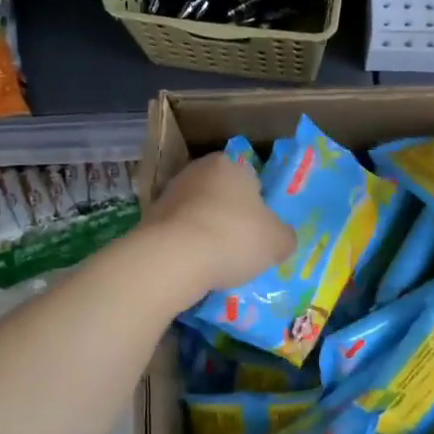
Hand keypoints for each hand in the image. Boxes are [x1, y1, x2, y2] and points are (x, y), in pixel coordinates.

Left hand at [140, 151, 294, 301]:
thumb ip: (284, 236)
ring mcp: (169, 194)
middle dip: (230, 218)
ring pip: (198, 214)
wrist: (172, 258)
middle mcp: (197, 171)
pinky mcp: (149, 219)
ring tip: (216, 264)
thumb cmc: (233, 238)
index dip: (259, 206)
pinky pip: (178, 233)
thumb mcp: (278, 241)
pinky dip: (186, 247)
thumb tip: (281, 238)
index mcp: (230, 165)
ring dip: (206, 233)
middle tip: (241, 248)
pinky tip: (194, 268)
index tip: (260, 231)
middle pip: (222, 195)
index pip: (251, 179)